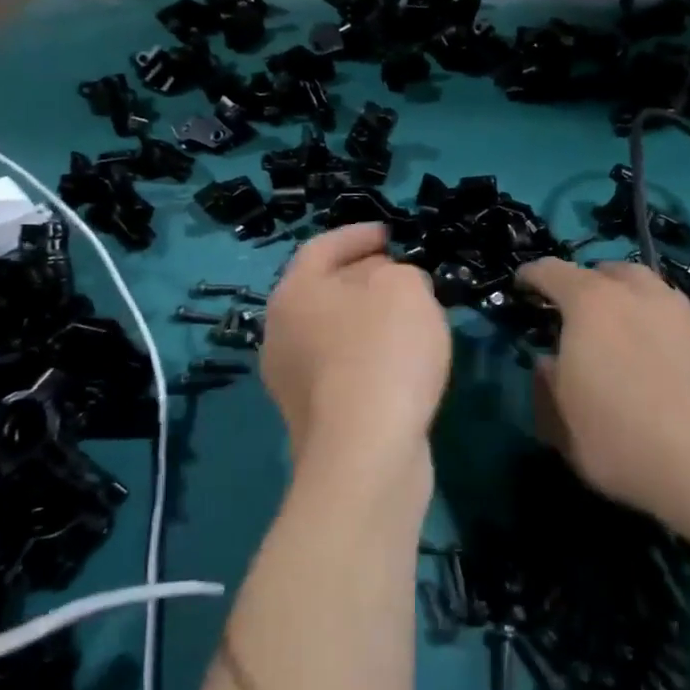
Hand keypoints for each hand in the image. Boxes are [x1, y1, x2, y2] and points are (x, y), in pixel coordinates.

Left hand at [262, 224, 450, 476]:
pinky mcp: (311, 417)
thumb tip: (391, 285)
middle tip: (403, 274)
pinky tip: (400, 365)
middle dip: (363, 277)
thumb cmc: (382, 354)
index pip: (322, 247)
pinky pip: (342, 370)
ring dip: (367, 319)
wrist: (365, 455)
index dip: (358, 235)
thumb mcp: (405, 290)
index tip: (389, 234)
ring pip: (332, 332)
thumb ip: (400, 273)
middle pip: (323, 290)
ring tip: (408, 318)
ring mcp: (291, 380)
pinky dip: (368, 356)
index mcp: (294, 293)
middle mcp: (280, 333)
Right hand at [516, 258, 689, 525]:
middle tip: (571, 314)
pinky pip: (668, 309)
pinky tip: (651, 351)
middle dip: (581, 284)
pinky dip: (650, 318)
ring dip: (621, 296)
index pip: (551, 271)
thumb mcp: (562, 426)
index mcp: (589, 304)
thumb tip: (548, 363)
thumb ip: (547, 385)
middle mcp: (634, 292)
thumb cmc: (626, 442)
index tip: (521, 285)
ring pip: (641, 285)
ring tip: (614, 328)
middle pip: (602, 271)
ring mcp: (678, 309)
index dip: (531, 275)